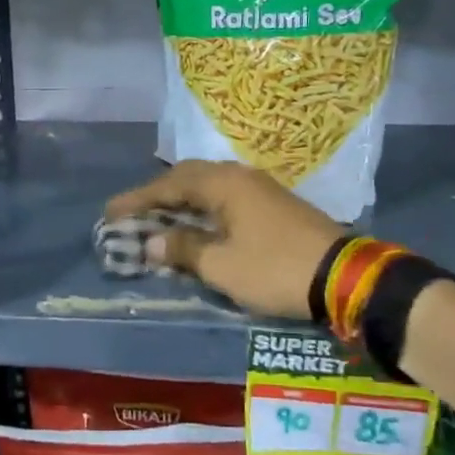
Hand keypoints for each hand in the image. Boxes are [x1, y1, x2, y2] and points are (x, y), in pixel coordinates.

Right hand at [103, 161, 345, 319]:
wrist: (344, 277)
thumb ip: (182, 249)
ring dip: (181, 202)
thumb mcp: (221, 265)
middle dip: (158, 196)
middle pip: (188, 178)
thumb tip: (150, 242)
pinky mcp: (274, 206)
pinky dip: (203, 210)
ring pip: (209, 188)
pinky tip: (198, 226)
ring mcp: (261, 190)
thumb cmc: (274, 268)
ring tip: (159, 219)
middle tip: (133, 214)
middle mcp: (240, 177)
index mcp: (224, 184)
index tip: (110, 212)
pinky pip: (226, 199)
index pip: (169, 184)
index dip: (137, 199)